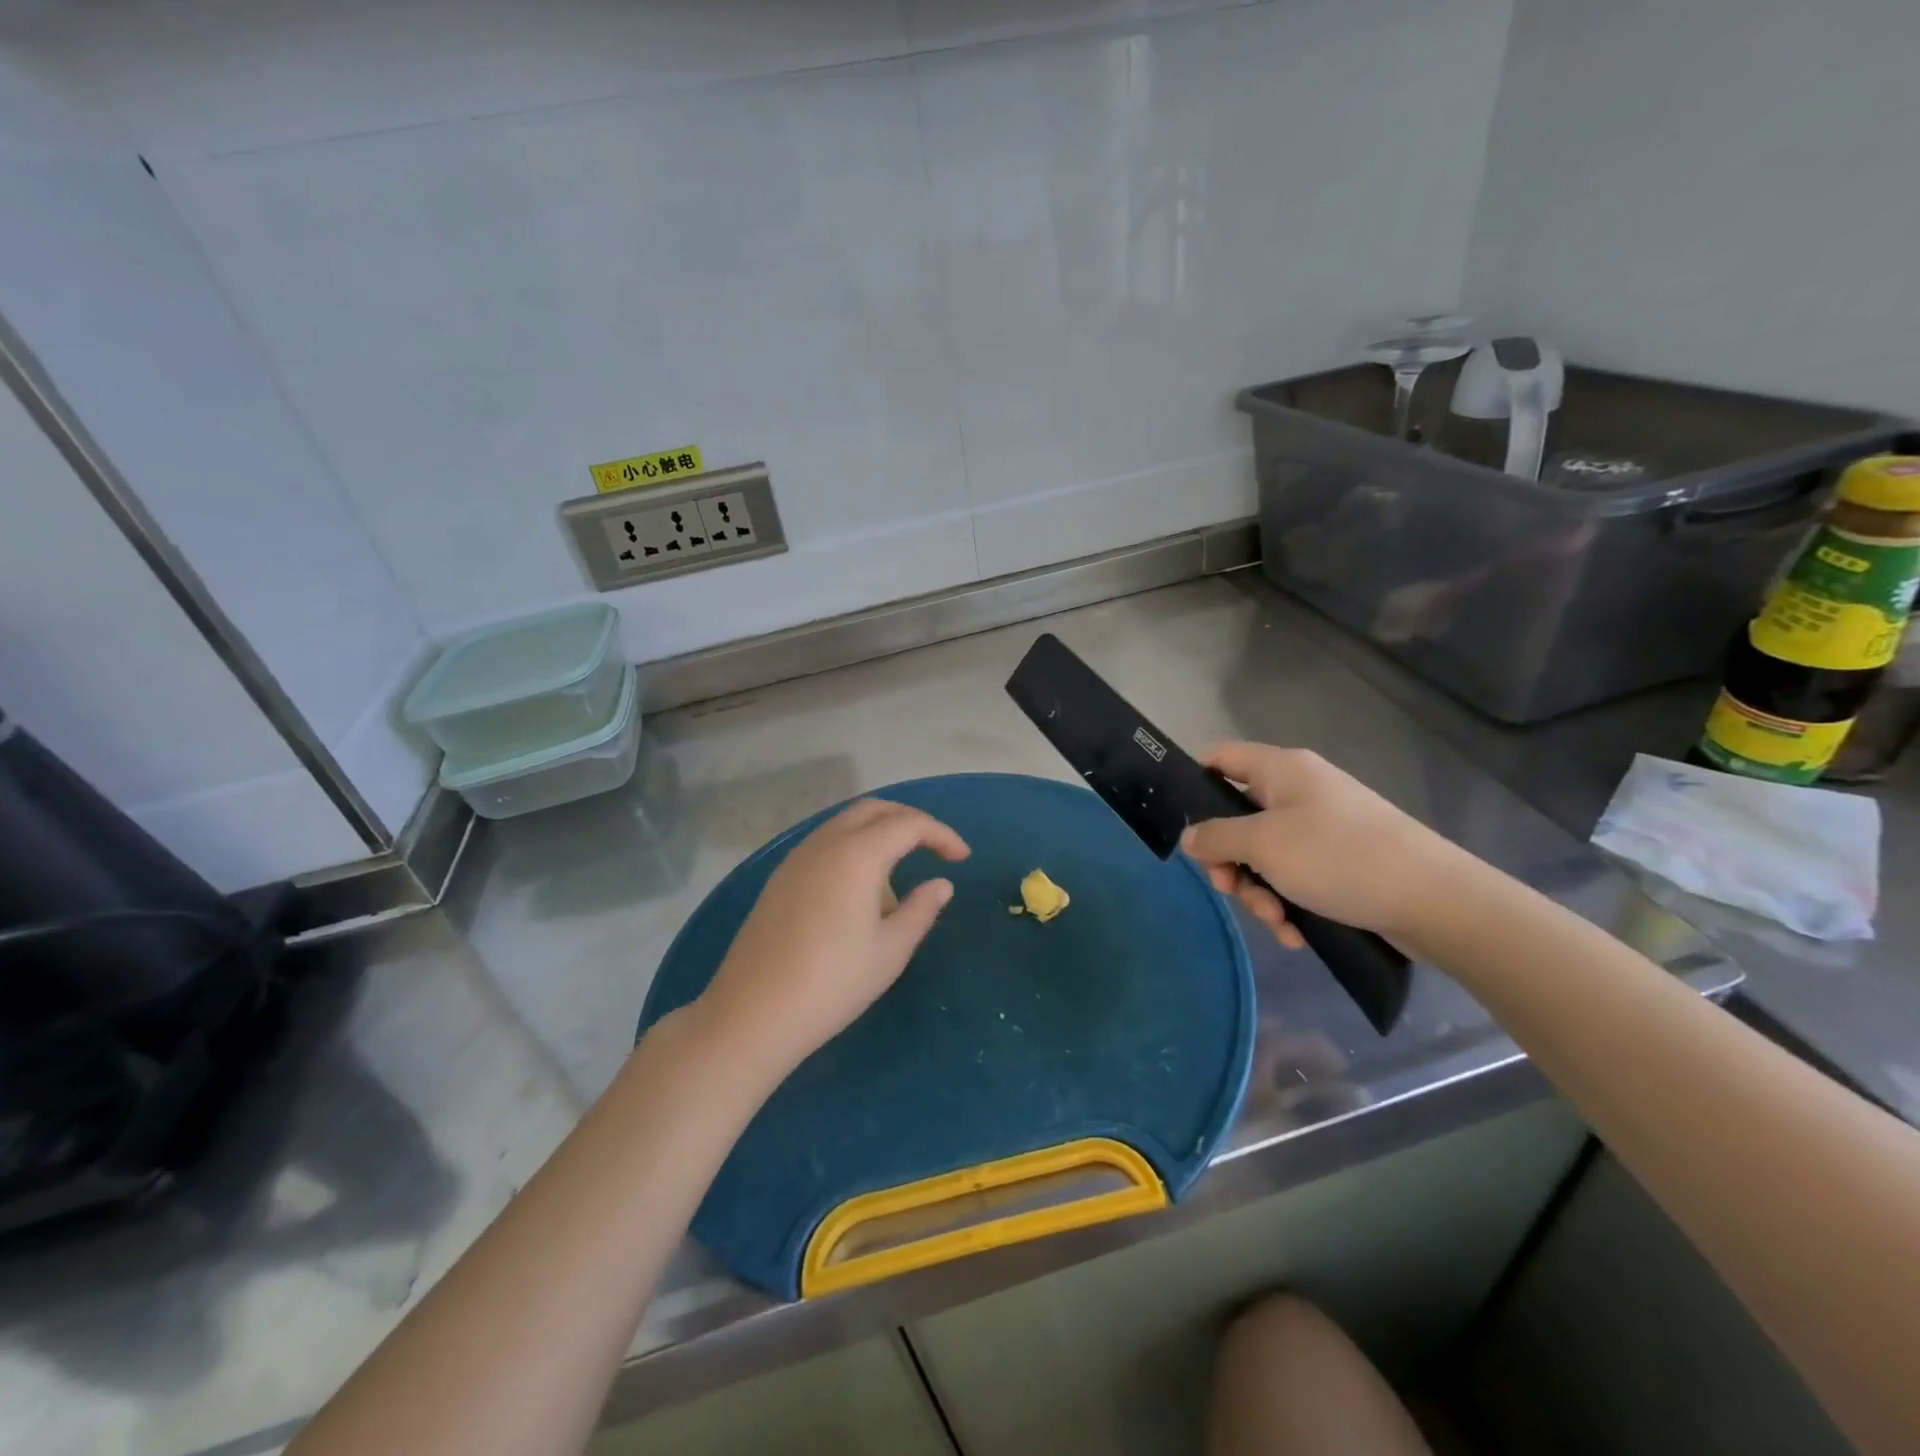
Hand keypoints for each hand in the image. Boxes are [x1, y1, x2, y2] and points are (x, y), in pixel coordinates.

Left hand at [695, 799, 969, 1081]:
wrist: (753, 1012)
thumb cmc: (833, 983)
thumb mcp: (890, 950)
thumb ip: (921, 909)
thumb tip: (941, 883)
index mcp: (857, 854)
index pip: (909, 824)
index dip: (941, 834)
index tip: (962, 858)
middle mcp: (825, 842)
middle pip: (874, 810)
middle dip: (910, 822)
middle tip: (935, 849)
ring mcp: (797, 857)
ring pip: (846, 823)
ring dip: (879, 833)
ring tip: (898, 877)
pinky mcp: (780, 877)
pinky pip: (825, 843)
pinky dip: (853, 848)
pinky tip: (859, 890)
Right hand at [1180, 743, 1472, 949]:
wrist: (1434, 900)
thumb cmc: (1338, 857)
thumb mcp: (1264, 845)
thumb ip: (1216, 837)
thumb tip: (1189, 837)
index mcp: (1281, 769)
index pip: (1220, 758)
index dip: (1194, 783)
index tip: (1185, 827)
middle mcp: (1300, 791)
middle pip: (1237, 817)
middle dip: (1230, 860)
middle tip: (1230, 889)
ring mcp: (1322, 827)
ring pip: (1265, 854)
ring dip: (1259, 891)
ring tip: (1276, 921)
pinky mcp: (1341, 861)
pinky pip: (1296, 876)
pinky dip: (1288, 902)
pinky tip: (1295, 933)